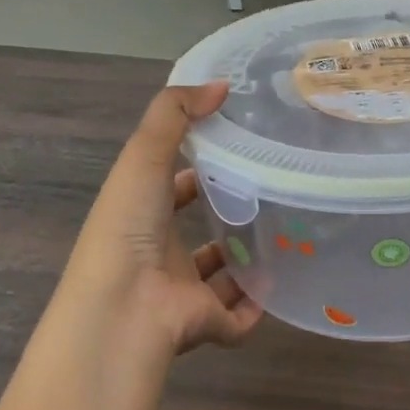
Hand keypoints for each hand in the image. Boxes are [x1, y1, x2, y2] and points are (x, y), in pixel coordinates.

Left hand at [52, 82, 263, 359]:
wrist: (124, 310)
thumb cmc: (128, 227)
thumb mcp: (143, 155)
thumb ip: (175, 113)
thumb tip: (221, 85)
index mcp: (142, 215)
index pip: (171, 188)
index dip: (197, 169)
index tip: (237, 152)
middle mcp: (159, 253)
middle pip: (196, 234)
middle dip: (227, 217)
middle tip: (271, 195)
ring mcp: (182, 293)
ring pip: (219, 278)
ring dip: (244, 262)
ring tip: (285, 237)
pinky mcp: (206, 325)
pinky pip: (237, 318)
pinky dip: (256, 307)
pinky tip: (281, 285)